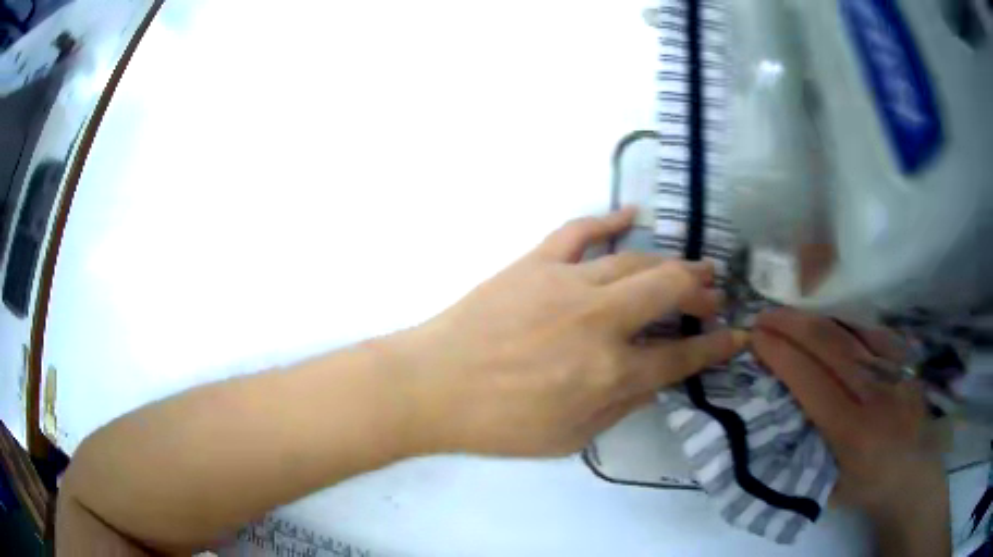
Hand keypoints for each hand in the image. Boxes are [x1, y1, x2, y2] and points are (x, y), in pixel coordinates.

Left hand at [387, 208, 746, 456]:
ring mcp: (567, 283)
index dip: (717, 347)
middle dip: (701, 292)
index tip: (739, 336)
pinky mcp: (536, 263)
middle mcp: (599, 320)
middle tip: (713, 296)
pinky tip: (633, 213)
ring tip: (691, 267)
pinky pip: (580, 230)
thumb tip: (657, 377)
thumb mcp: (571, 437)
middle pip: (669, 291)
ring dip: (671, 263)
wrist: (432, 386)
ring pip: (635, 260)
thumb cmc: (499, 424)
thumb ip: (622, 405)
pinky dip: (610, 218)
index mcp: (610, 372)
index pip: (681, 356)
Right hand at [753, 309, 948, 554]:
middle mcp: (875, 393)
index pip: (811, 381)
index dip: (782, 354)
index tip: (756, 338)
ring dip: (816, 317)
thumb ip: (805, 451)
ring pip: (851, 331)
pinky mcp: (904, 361)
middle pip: (831, 345)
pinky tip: (828, 319)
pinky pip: (871, 331)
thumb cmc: (866, 489)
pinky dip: (845, 322)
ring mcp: (893, 370)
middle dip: (793, 324)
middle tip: (765, 315)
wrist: (913, 476)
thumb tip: (776, 416)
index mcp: (852, 432)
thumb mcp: (827, 485)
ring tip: (790, 312)